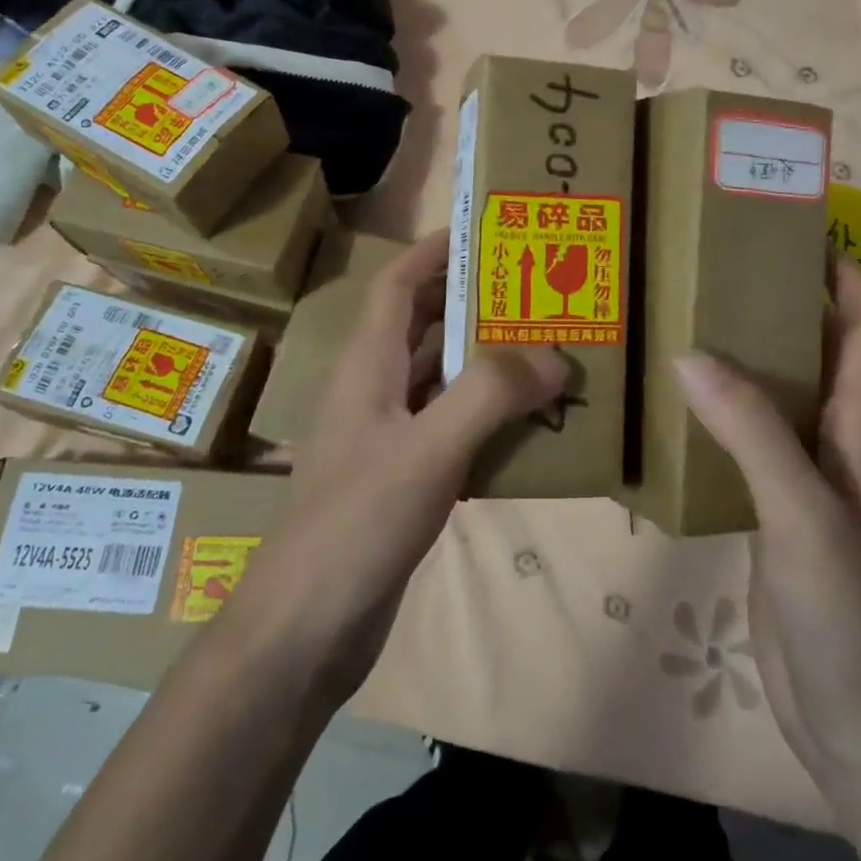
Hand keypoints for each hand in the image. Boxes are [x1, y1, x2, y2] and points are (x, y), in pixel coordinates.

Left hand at [232, 229, 567, 705]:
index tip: (486, 231)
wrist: (307, 630)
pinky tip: (534, 424)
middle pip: (425, 325)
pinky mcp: (406, 477)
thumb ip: (489, 396)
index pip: (397, 284)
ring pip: (444, 378)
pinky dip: (490, 415)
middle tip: (539, 289)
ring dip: (489, 361)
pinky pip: (454, 427)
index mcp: (368, 366)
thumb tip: (554, 355)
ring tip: (550, 347)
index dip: (434, 251)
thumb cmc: (356, 525)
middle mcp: (376, 390)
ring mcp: (390, 436)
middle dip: (476, 301)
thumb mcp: (427, 451)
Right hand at [674, 258, 860, 788]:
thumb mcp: (802, 513)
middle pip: (820, 345)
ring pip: (780, 390)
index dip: (843, 270)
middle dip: (780, 298)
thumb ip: (752, 431)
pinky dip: (719, 408)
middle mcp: (840, 437)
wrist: (859, 721)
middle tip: (712, 268)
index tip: (789, 231)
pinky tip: (674, 402)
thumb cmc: (851, 613)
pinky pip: (749, 437)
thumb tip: (692, 352)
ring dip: (743, 352)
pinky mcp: (775, 506)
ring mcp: (807, 474)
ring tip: (683, 318)